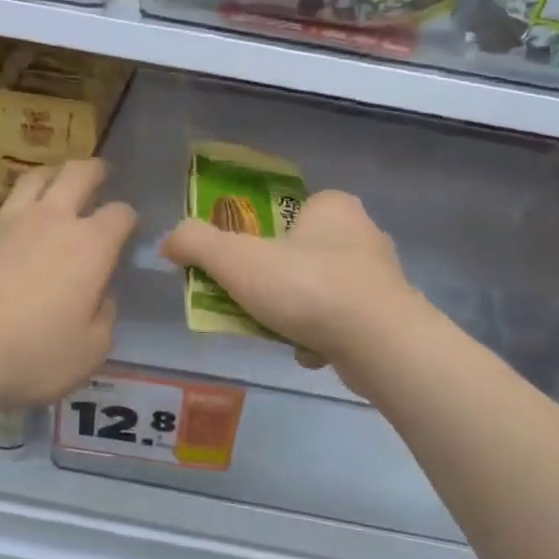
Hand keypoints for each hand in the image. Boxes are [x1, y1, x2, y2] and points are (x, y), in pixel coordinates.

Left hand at [0, 159, 135, 412]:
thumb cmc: (32, 356)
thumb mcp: (92, 351)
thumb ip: (105, 316)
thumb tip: (101, 294)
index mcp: (91, 246)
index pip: (121, 215)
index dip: (129, 219)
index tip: (129, 230)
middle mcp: (51, 219)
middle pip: (78, 174)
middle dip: (95, 171)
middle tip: (99, 174)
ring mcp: (5, 219)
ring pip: (31, 176)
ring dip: (49, 175)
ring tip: (53, 182)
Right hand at [160, 190, 424, 373]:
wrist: (378, 341)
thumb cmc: (306, 286)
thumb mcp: (237, 259)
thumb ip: (196, 243)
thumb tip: (168, 241)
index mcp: (332, 206)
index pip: (287, 214)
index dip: (259, 242)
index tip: (242, 271)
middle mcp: (363, 233)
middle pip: (299, 256)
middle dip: (274, 285)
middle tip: (253, 306)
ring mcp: (381, 275)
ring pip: (319, 292)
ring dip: (296, 315)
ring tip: (280, 334)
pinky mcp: (389, 314)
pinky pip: (341, 321)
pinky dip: (321, 337)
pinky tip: (310, 352)